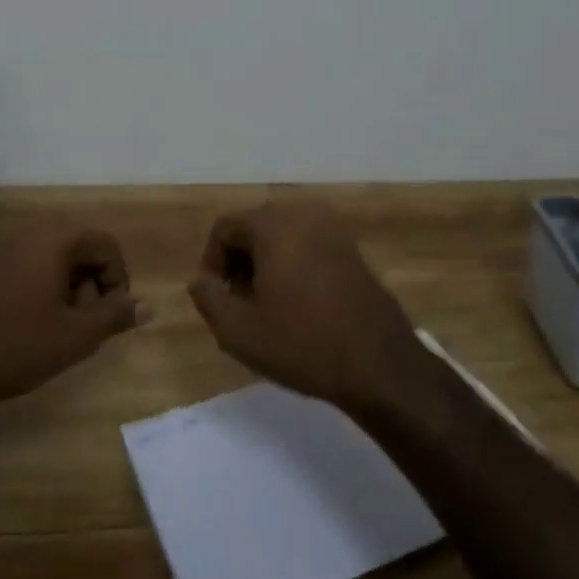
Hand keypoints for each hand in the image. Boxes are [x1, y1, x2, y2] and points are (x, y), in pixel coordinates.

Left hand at [0, 221, 147, 404]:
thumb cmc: (13, 345)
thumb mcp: (74, 336)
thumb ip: (115, 316)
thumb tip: (148, 306)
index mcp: (56, 239)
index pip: (107, 245)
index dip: (118, 280)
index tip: (110, 317)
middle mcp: (32, 234)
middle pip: (82, 249)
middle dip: (93, 286)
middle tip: (85, 326)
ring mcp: (5, 250)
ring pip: (57, 261)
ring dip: (70, 291)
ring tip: (60, 331)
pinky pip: (31, 269)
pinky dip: (44, 292)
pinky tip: (32, 328)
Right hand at [187, 204, 424, 411]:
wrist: (379, 364)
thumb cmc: (302, 344)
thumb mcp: (239, 330)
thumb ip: (208, 298)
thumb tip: (200, 280)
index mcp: (273, 225)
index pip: (224, 228)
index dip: (211, 263)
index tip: (217, 300)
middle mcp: (303, 215)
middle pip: (254, 228)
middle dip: (239, 264)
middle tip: (240, 306)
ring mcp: (333, 231)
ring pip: (282, 238)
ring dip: (266, 266)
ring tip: (269, 309)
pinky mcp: (353, 250)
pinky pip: (309, 247)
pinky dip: (294, 267)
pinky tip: (300, 307)